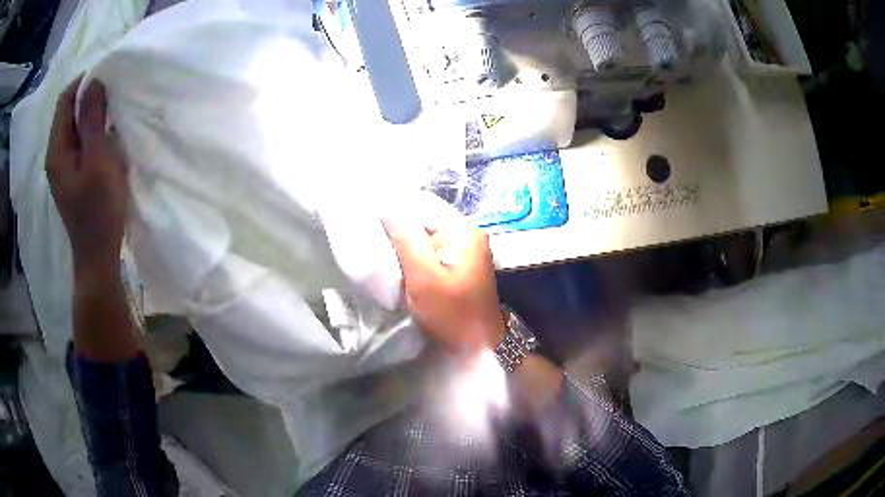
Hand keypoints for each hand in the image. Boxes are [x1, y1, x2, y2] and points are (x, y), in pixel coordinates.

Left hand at [46, 79, 127, 277]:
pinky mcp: (74, 174)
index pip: (65, 99)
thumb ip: (92, 119)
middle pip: (70, 110)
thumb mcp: (97, 160)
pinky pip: (82, 141)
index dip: (84, 80)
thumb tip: (94, 81)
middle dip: (90, 95)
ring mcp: (65, 166)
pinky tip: (109, 134)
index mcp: (57, 149)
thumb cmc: (98, 209)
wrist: (98, 255)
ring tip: (114, 110)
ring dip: (94, 113)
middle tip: (115, 91)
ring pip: (77, 125)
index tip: (108, 74)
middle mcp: (57, 153)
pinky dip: (94, 130)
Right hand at [384, 197, 504, 356]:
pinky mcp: (460, 263)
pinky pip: (432, 249)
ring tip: (382, 249)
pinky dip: (415, 254)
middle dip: (399, 228)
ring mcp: (465, 248)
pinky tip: (400, 262)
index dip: (394, 209)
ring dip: (405, 242)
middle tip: (372, 237)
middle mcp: (467, 233)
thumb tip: (387, 206)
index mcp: (462, 230)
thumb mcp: (424, 277)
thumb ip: (406, 239)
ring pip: (426, 234)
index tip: (368, 218)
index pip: (422, 204)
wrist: (479, 347)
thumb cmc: (451, 314)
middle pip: (424, 218)